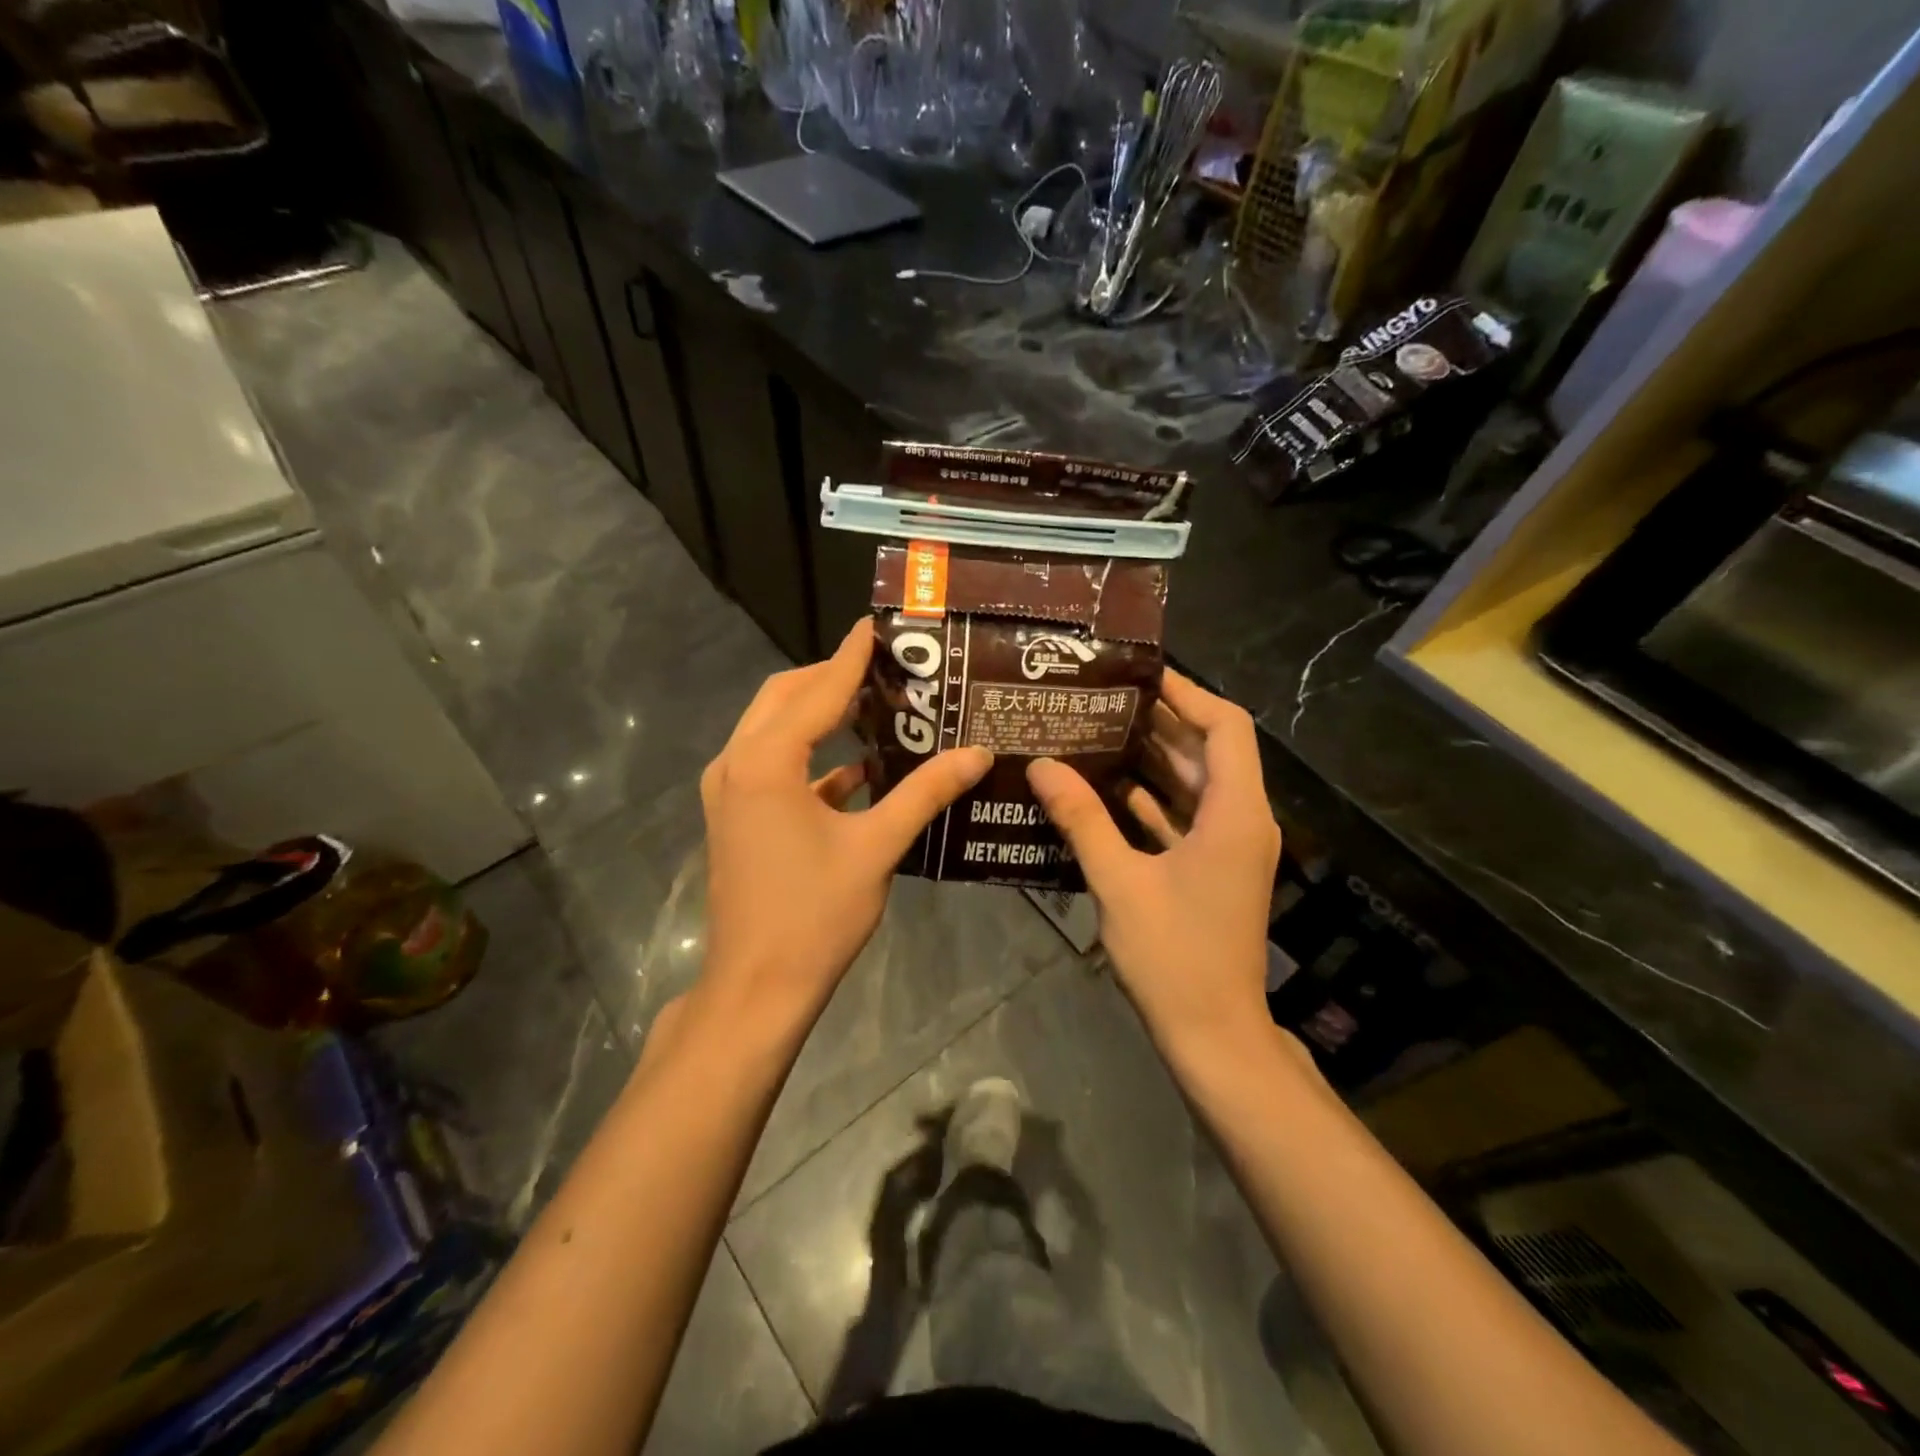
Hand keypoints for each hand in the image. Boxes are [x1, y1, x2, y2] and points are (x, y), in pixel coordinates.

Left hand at [698, 620, 991, 1023]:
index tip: (879, 624)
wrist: (757, 987)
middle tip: (886, 667)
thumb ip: (926, 792)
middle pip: (785, 697)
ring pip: (774, 729)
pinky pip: (773, 765)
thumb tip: (977, 753)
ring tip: (876, 704)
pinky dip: (812, 756)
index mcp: (765, 762)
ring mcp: (729, 791)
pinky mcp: (735, 815)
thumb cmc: (815, 915)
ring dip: (819, 713)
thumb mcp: (877, 847)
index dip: (852, 655)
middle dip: (832, 677)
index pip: (818, 689)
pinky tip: (860, 768)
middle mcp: (737, 764)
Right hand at [1027, 669, 1279, 1054]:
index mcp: (1235, 814)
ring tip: (1098, 731)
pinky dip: (1153, 800)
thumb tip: (1041, 766)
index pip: (1225, 727)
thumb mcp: (1119, 881)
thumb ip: (1081, 819)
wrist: (1213, 1034)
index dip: (1187, 694)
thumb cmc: (1174, 956)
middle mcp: (1242, 821)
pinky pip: (1186, 817)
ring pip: (1196, 785)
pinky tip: (1108, 788)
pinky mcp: (1214, 870)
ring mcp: (1230, 848)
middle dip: (1160, 723)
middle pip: (1208, 751)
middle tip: (1102, 699)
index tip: (1140, 675)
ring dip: (1154, 759)